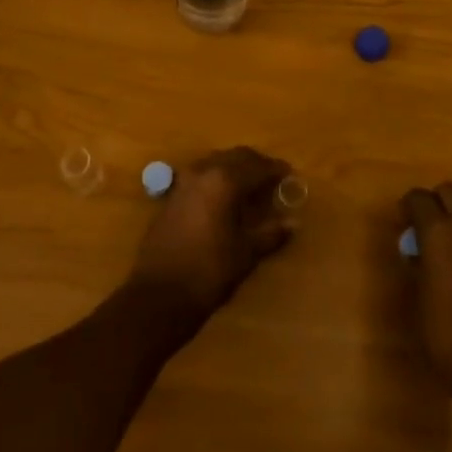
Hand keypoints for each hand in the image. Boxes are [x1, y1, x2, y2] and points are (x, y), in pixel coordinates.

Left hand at [128, 147, 295, 330]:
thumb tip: (292, 223)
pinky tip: (224, 198)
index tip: (290, 175)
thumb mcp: (246, 254)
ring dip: (235, 168)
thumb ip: (270, 234)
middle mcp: (203, 172)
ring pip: (216, 162)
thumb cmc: (209, 272)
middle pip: (236, 157)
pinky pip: (201, 175)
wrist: (158, 295)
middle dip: (256, 164)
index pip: (257, 166)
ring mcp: (183, 181)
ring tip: (251, 187)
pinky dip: (217, 178)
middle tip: (273, 178)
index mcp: (224, 180)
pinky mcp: (172, 195)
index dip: (276, 169)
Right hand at [402, 182, 451, 409]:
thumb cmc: (446, 335)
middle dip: (434, 202)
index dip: (407, 207)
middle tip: (423, 229)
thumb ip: (416, 264)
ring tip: (445, 252)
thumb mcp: (417, 298)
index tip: (401, 225)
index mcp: (439, 232)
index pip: (419, 197)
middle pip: (449, 191)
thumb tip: (416, 250)